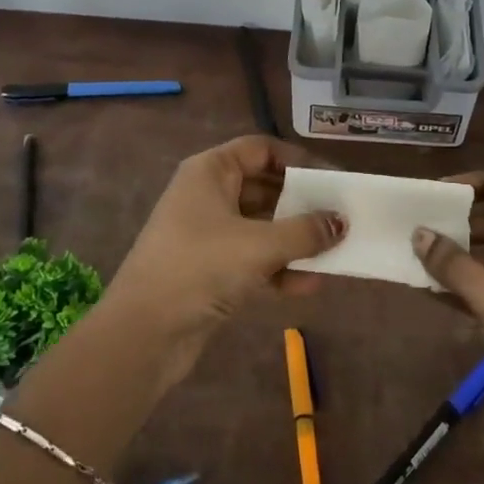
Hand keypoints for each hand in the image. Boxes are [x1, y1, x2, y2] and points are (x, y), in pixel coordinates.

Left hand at [104, 135, 345, 388]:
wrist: (142, 334)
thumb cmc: (199, 268)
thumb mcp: (258, 245)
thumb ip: (304, 231)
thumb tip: (342, 222)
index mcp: (210, 171)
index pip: (261, 149)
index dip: (297, 161)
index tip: (332, 179)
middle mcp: (208, 195)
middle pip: (264, 187)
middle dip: (302, 204)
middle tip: (340, 216)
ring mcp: (207, 233)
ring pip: (261, 226)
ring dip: (295, 240)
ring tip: (333, 252)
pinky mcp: (210, 269)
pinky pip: (253, 258)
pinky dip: (278, 268)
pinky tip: (307, 285)